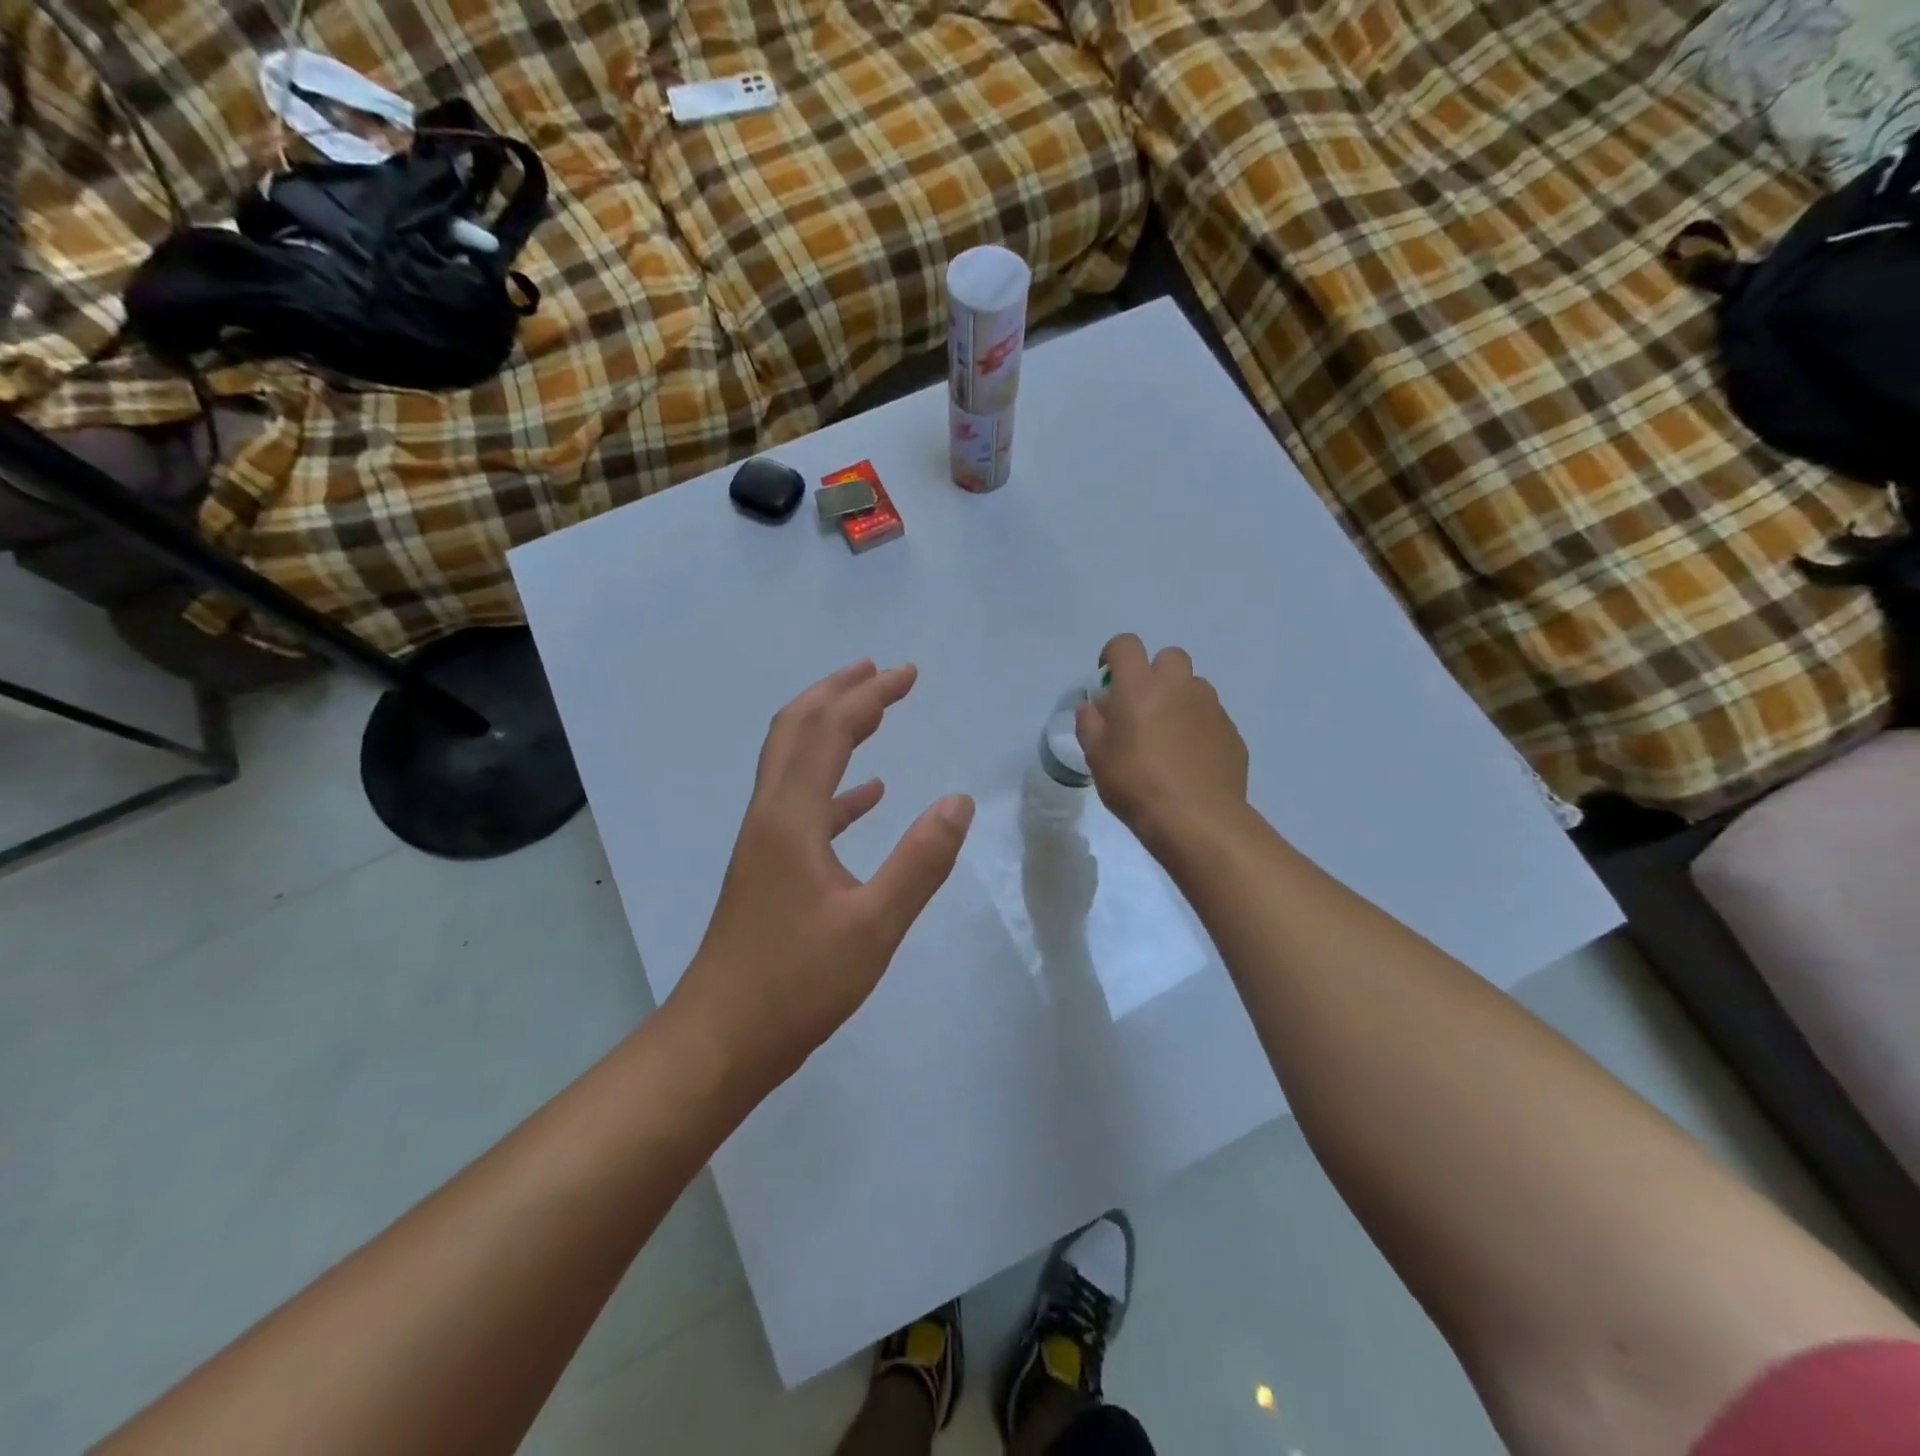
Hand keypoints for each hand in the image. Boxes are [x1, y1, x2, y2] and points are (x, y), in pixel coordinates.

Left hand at [670, 660, 975, 1095]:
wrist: (720, 1040)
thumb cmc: (796, 983)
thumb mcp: (873, 926)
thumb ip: (920, 861)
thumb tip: (959, 801)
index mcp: (791, 818)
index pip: (829, 731)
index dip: (869, 695)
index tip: (908, 674)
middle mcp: (770, 816)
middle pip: (796, 730)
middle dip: (838, 693)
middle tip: (880, 673)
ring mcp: (764, 843)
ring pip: (794, 763)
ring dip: (831, 730)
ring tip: (873, 715)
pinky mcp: (768, 870)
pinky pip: (803, 806)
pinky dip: (836, 787)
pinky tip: (868, 797)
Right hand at [1077, 634, 1248, 850]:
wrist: (1197, 819)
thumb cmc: (1136, 784)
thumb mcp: (1096, 757)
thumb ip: (1091, 724)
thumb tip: (1095, 708)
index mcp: (1140, 686)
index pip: (1125, 645)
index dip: (1113, 655)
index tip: (1108, 679)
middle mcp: (1179, 686)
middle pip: (1169, 657)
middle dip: (1154, 673)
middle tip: (1142, 707)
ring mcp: (1211, 707)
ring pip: (1193, 687)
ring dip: (1178, 700)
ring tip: (1168, 737)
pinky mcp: (1232, 731)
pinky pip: (1210, 717)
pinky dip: (1198, 727)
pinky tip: (1190, 760)